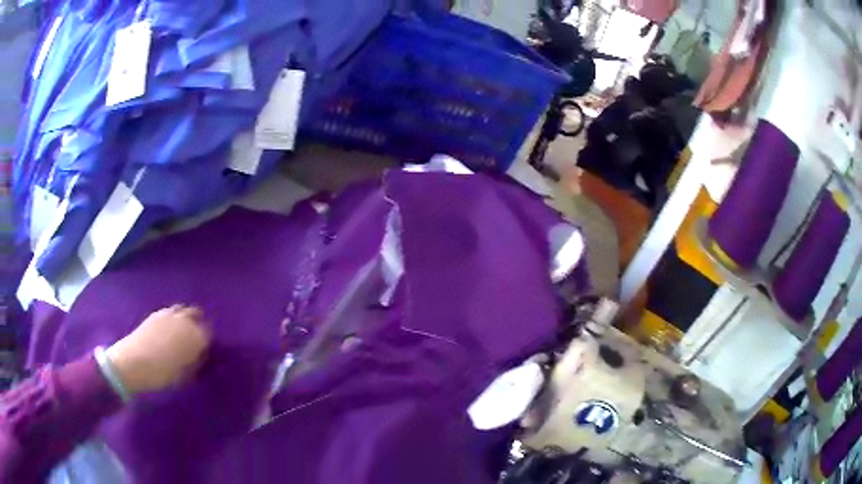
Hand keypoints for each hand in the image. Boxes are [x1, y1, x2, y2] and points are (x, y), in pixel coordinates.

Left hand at [106, 305, 211, 394]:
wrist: (133, 362)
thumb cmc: (162, 374)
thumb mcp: (184, 375)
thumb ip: (195, 362)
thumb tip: (199, 356)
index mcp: (195, 336)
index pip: (208, 333)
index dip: (206, 342)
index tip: (203, 352)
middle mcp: (184, 320)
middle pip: (196, 315)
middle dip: (197, 324)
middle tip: (195, 338)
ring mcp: (168, 314)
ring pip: (182, 310)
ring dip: (184, 318)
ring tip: (181, 332)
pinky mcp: (155, 314)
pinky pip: (169, 312)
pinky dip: (172, 318)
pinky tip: (168, 330)